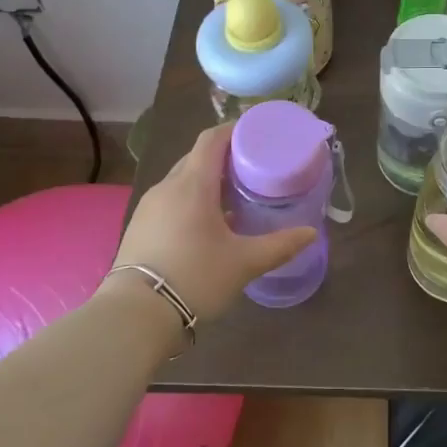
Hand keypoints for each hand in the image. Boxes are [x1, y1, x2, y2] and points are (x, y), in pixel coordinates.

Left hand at [109, 122, 316, 322]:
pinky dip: (191, 200)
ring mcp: (149, 207)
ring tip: (234, 198)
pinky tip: (207, 225)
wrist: (135, 316)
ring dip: (207, 181)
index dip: (234, 130)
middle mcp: (167, 187)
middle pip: (197, 158)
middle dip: (224, 158)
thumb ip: (280, 245)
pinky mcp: (139, 227)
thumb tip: (311, 234)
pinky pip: (170, 200)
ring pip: (182, 180)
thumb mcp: (244, 263)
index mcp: (193, 184)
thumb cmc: (195, 278)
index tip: (257, 134)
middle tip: (253, 169)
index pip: (211, 139)